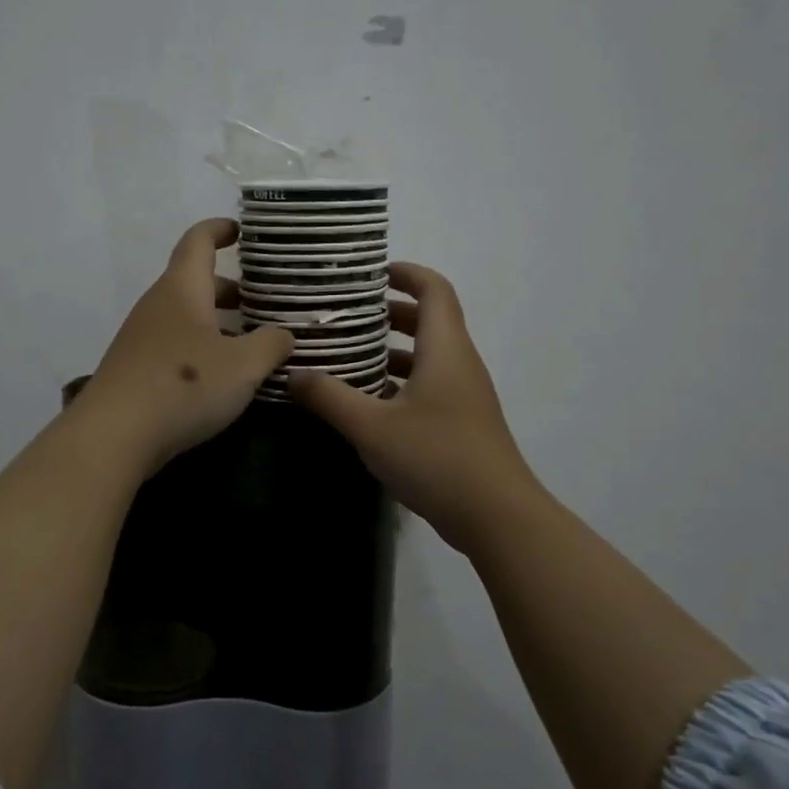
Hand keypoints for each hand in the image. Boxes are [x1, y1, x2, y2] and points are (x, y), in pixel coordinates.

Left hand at [73, 218, 294, 474]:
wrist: (114, 435)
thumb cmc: (184, 386)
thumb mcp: (243, 366)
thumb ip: (271, 345)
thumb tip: (284, 335)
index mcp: (182, 289)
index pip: (198, 241)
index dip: (219, 230)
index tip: (241, 231)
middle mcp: (157, 305)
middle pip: (194, 282)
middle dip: (229, 289)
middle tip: (263, 302)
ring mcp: (140, 338)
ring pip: (185, 317)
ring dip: (216, 323)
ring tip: (250, 343)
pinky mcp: (134, 369)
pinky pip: (174, 345)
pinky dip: (200, 348)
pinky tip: (220, 377)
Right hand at [290, 262, 543, 554]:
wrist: (496, 516)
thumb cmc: (436, 457)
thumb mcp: (372, 427)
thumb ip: (330, 398)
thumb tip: (292, 374)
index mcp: (445, 349)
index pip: (434, 289)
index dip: (406, 273)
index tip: (371, 272)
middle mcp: (459, 364)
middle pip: (429, 321)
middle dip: (389, 312)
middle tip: (346, 315)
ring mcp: (464, 396)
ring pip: (428, 357)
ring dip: (392, 350)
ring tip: (347, 354)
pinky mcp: (462, 424)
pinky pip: (429, 386)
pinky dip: (400, 382)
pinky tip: (367, 402)